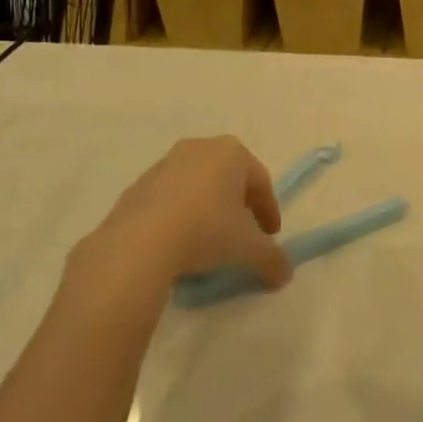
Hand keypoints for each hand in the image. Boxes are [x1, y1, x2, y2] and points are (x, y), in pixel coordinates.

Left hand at [69, 137, 291, 292]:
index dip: (269, 211)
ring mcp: (165, 164)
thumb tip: (284, 273)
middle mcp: (199, 148)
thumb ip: (272, 259)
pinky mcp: (137, 186)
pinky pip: (169, 200)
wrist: (139, 242)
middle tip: (242, 234)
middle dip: (237, 205)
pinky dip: (179, 216)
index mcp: (232, 153)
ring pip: (197, 187)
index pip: (260, 182)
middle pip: (228, 179)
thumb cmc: (206, 230)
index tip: (271, 237)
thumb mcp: (248, 249)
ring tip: (207, 243)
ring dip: (206, 210)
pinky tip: (177, 243)